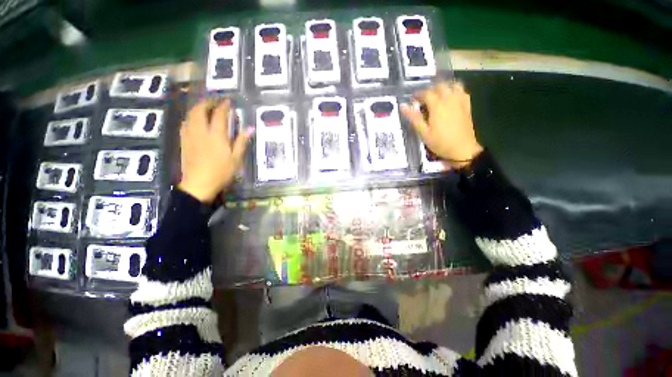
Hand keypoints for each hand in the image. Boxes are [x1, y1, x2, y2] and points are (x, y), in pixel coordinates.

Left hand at [178, 99, 253, 202]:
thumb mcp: (236, 158)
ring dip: (197, 108)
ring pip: (190, 115)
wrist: (199, 184)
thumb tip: (250, 128)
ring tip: (205, 108)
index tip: (228, 101)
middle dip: (207, 103)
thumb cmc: (221, 172)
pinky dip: (190, 118)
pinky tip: (195, 121)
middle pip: (199, 110)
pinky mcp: (184, 142)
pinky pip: (185, 124)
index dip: (223, 106)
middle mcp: (201, 132)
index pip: (219, 115)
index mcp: (216, 136)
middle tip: (215, 102)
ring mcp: (190, 136)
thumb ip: (241, 142)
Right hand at [401, 81, 482, 168]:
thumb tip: (403, 106)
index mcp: (437, 106)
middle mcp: (449, 99)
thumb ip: (414, 118)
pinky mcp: (467, 106)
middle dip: (430, 90)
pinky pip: (462, 91)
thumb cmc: (440, 142)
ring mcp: (460, 101)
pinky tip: (450, 99)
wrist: (462, 149)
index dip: (418, 94)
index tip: (412, 99)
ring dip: (444, 88)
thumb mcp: (423, 133)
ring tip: (438, 96)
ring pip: (453, 85)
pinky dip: (455, 91)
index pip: (426, 93)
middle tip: (424, 99)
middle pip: (440, 86)